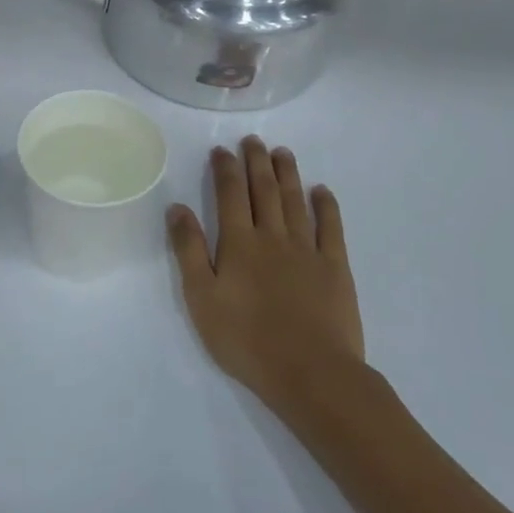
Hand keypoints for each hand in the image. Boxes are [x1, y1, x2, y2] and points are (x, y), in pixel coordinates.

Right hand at [166, 137, 364, 405]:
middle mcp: (273, 237)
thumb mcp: (201, 298)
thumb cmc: (246, 339)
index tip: (222, 150)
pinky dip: (326, 206)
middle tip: (253, 140)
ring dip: (288, 174)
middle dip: (256, 162)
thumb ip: (189, 250)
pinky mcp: (335, 267)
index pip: (229, 195)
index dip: (225, 169)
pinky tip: (321, 191)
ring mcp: (307, 250)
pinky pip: (331, 228)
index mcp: (239, 243)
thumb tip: (178, 207)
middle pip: (264, 190)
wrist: (311, 373)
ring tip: (282, 152)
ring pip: (295, 201)